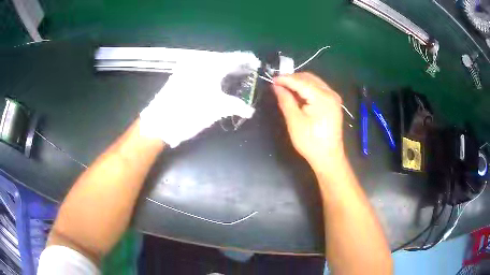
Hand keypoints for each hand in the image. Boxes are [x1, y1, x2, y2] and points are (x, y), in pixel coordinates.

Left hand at [140, 51, 259, 147]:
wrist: (160, 121)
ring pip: (211, 62)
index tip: (256, 63)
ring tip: (233, 75)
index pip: (234, 58)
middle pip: (223, 58)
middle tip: (247, 71)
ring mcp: (187, 67)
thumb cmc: (190, 113)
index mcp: (211, 66)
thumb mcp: (216, 109)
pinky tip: (214, 79)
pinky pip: (200, 67)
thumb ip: (236, 105)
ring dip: (223, 67)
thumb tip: (250, 110)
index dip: (247, 60)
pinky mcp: (179, 74)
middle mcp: (199, 62)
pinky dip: (211, 71)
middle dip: (236, 64)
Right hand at [273, 73, 344, 171]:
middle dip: (292, 79)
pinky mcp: (333, 103)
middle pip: (309, 78)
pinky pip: (318, 89)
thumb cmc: (310, 142)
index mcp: (322, 97)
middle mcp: (330, 93)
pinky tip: (297, 94)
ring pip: (314, 82)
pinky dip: (306, 88)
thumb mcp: (294, 121)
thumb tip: (276, 86)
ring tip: (285, 89)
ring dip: (299, 83)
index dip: (285, 79)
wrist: (328, 157)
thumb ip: (286, 101)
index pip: (301, 82)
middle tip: (277, 85)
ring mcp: (334, 97)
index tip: (272, 79)